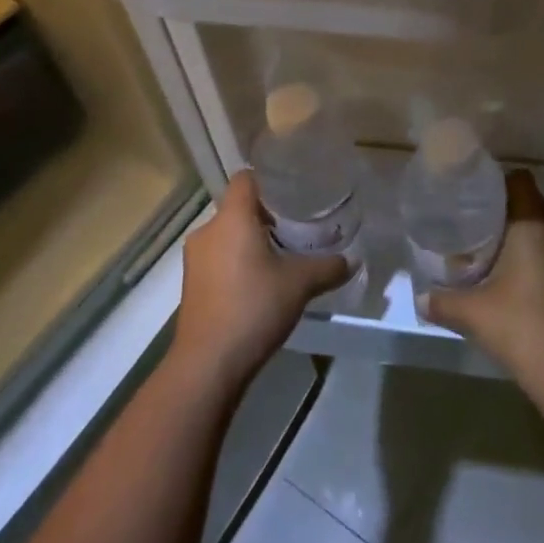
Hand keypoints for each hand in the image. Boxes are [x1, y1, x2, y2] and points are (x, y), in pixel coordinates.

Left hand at [170, 170, 348, 394]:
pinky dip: (238, 262)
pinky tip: (260, 283)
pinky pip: (218, 259)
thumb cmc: (254, 308)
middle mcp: (208, 230)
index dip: (269, 179)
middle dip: (266, 215)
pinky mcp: (191, 285)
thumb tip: (352, 260)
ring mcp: (195, 259)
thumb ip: (328, 267)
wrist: (208, 364)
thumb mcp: (300, 284)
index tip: (293, 189)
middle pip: (238, 207)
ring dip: (251, 241)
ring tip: (281, 255)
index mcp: (231, 218)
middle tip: (296, 225)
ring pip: (227, 235)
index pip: (246, 178)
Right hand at [425, 170, 543, 391]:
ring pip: (540, 228)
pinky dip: (530, 253)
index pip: (520, 180)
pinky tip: (507, 274)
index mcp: (533, 225)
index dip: (497, 180)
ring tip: (484, 246)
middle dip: (502, 207)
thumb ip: (441, 300)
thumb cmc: (519, 325)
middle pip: (529, 202)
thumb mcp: (471, 312)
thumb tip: (419, 298)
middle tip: (469, 219)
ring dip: (517, 232)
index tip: (472, 191)